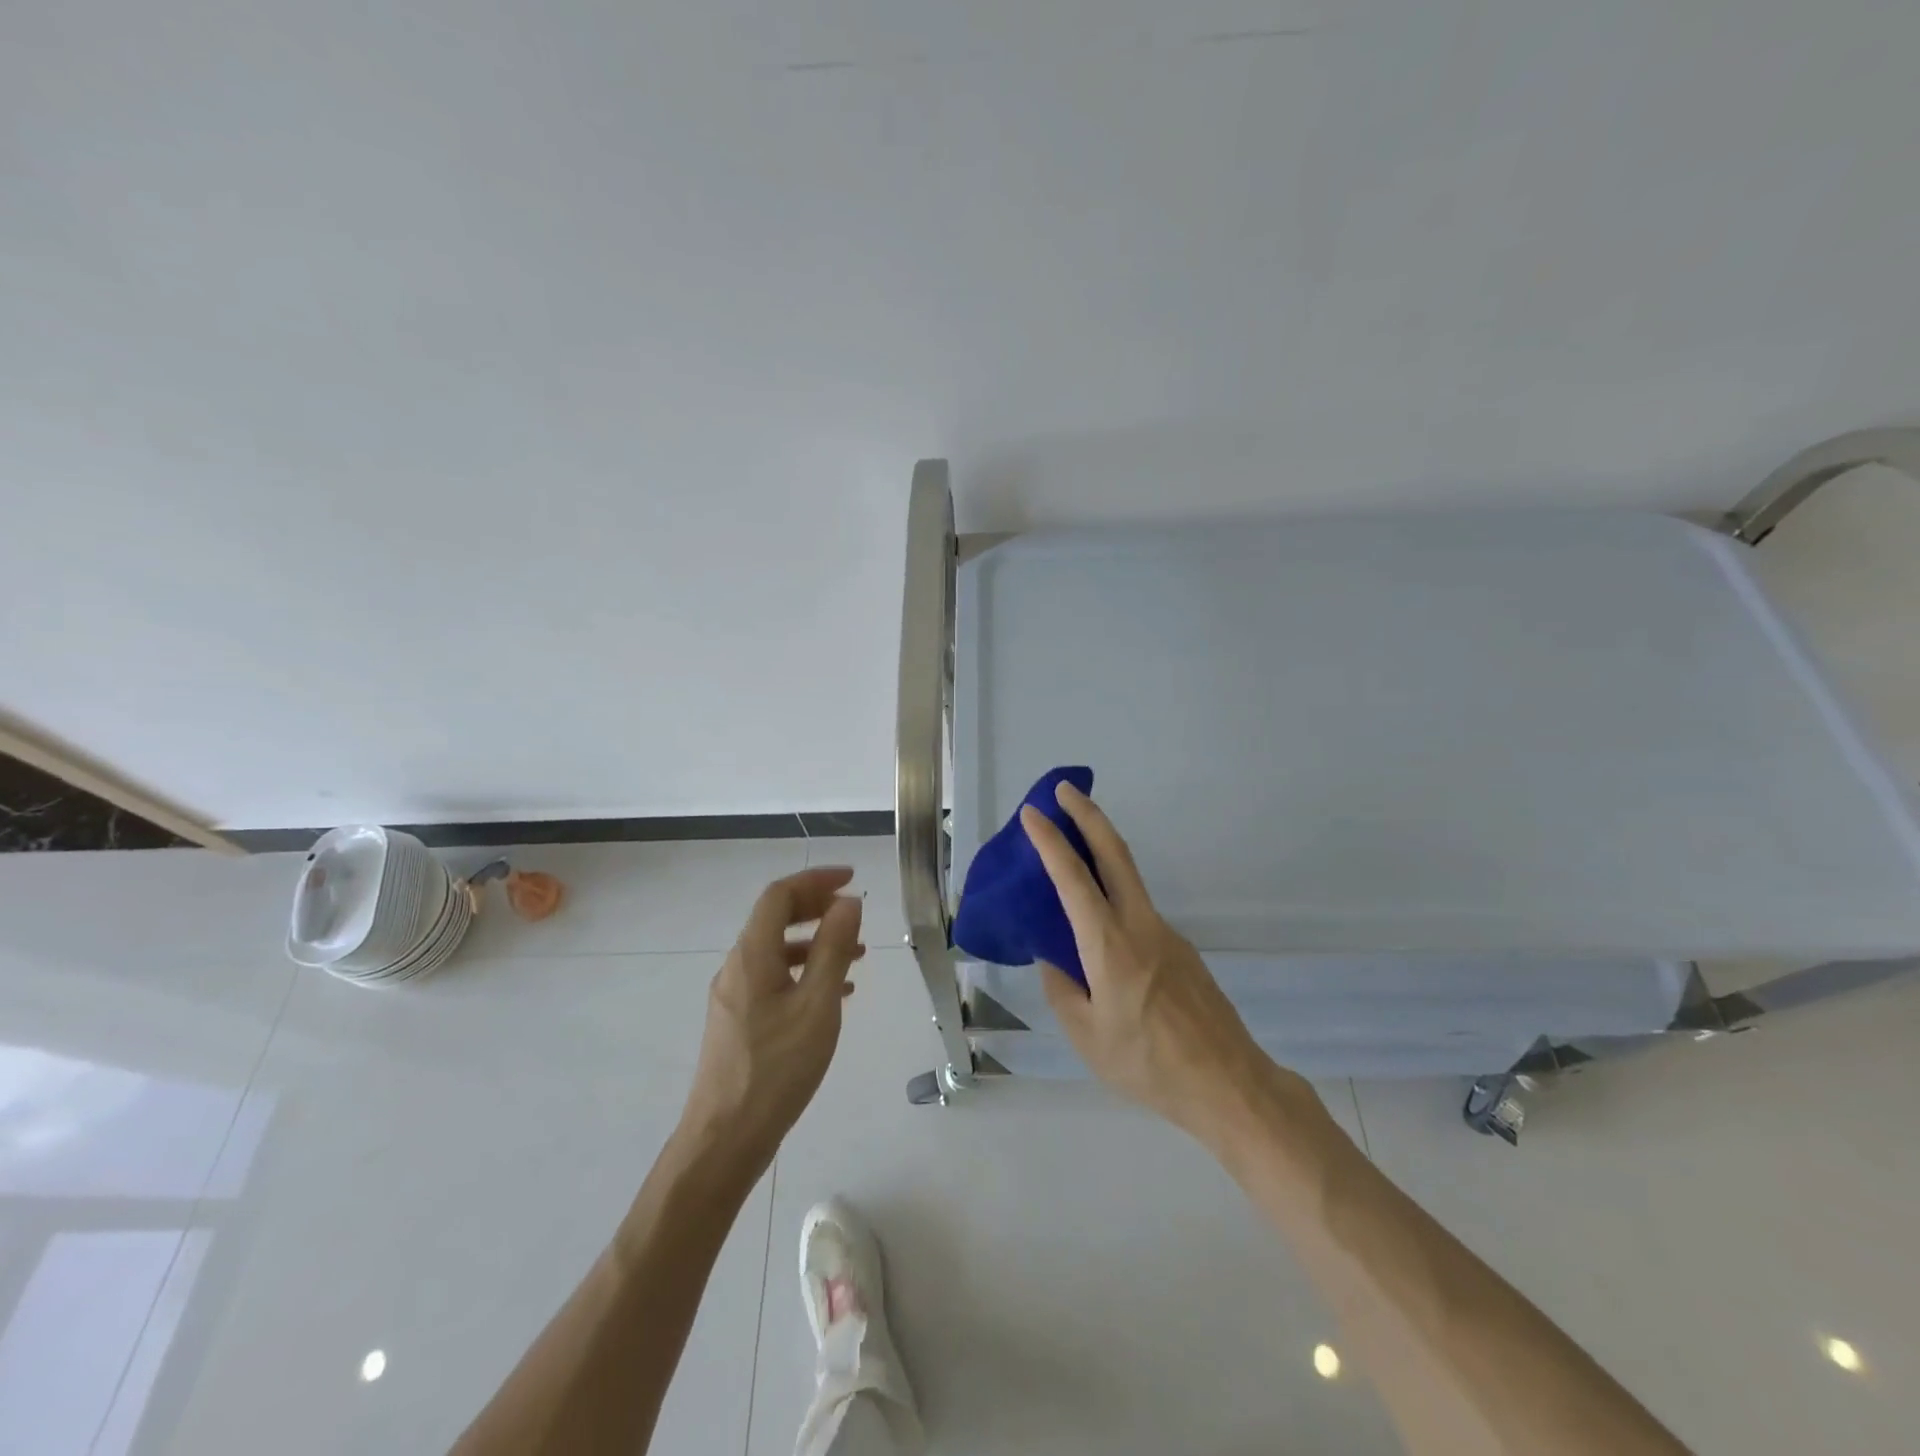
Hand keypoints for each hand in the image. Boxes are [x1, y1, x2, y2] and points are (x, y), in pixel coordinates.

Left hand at [679, 866, 864, 1174]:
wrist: (725, 1138)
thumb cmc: (777, 1068)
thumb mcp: (817, 1004)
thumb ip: (833, 948)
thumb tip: (848, 903)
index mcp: (752, 955)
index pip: (779, 895)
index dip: (815, 880)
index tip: (851, 879)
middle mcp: (737, 967)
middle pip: (775, 918)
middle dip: (816, 907)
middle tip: (854, 912)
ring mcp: (733, 996)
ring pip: (776, 951)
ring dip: (815, 942)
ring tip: (856, 953)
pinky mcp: (738, 1022)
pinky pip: (773, 979)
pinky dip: (804, 972)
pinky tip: (833, 992)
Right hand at [1023, 784, 1286, 1142]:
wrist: (1228, 1085)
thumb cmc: (1149, 1065)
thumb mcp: (1087, 1037)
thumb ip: (1063, 989)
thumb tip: (1054, 959)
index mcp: (1109, 946)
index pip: (1073, 879)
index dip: (1050, 842)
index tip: (1032, 814)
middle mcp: (1140, 926)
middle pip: (1115, 853)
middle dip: (1088, 815)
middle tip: (1064, 790)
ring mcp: (1166, 934)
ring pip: (1128, 877)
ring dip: (1100, 850)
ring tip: (1069, 852)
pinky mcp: (1180, 949)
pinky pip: (1137, 909)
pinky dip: (1113, 892)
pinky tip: (1098, 923)